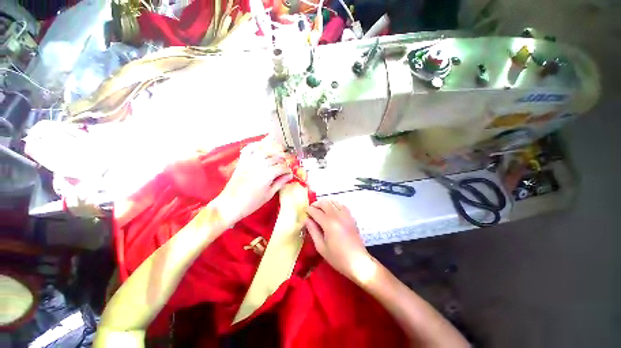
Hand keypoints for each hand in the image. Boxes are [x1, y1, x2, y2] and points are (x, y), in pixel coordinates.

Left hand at [214, 138, 292, 226]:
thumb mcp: (269, 194)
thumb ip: (280, 183)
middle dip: (283, 161)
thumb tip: (289, 176)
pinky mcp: (242, 162)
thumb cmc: (252, 202)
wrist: (230, 204)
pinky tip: (261, 147)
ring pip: (265, 152)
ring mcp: (250, 162)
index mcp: (268, 174)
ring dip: (273, 153)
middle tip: (285, 167)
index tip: (289, 174)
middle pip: (275, 158)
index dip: (288, 170)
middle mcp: (260, 164)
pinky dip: (256, 146)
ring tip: (277, 158)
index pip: (282, 167)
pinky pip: (249, 150)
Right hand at [305, 200, 375, 282]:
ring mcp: (346, 215)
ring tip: (320, 209)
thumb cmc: (337, 258)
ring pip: (334, 202)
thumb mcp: (321, 247)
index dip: (309, 209)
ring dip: (325, 203)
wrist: (358, 262)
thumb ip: (313, 231)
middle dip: (316, 204)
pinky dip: (335, 204)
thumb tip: (306, 220)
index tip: (304, 210)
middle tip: (311, 209)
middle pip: (325, 203)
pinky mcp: (351, 217)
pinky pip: (342, 205)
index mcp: (329, 223)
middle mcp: (337, 216)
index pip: (316, 211)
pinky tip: (332, 210)